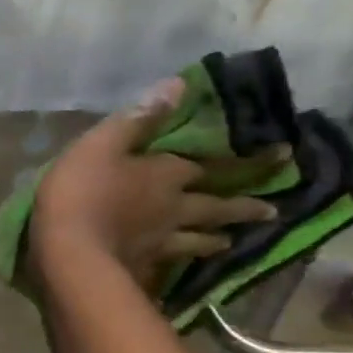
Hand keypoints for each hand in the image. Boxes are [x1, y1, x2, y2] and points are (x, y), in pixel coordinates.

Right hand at [31, 78, 279, 289]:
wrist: (69, 254)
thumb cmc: (81, 191)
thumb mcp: (101, 144)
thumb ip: (138, 118)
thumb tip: (180, 85)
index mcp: (165, 174)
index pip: (211, 165)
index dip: (244, 160)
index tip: (282, 157)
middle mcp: (173, 208)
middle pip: (214, 207)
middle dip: (242, 207)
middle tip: (271, 211)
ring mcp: (161, 242)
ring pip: (198, 239)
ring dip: (216, 239)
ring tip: (229, 241)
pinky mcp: (144, 267)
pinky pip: (172, 263)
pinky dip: (182, 264)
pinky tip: (184, 267)